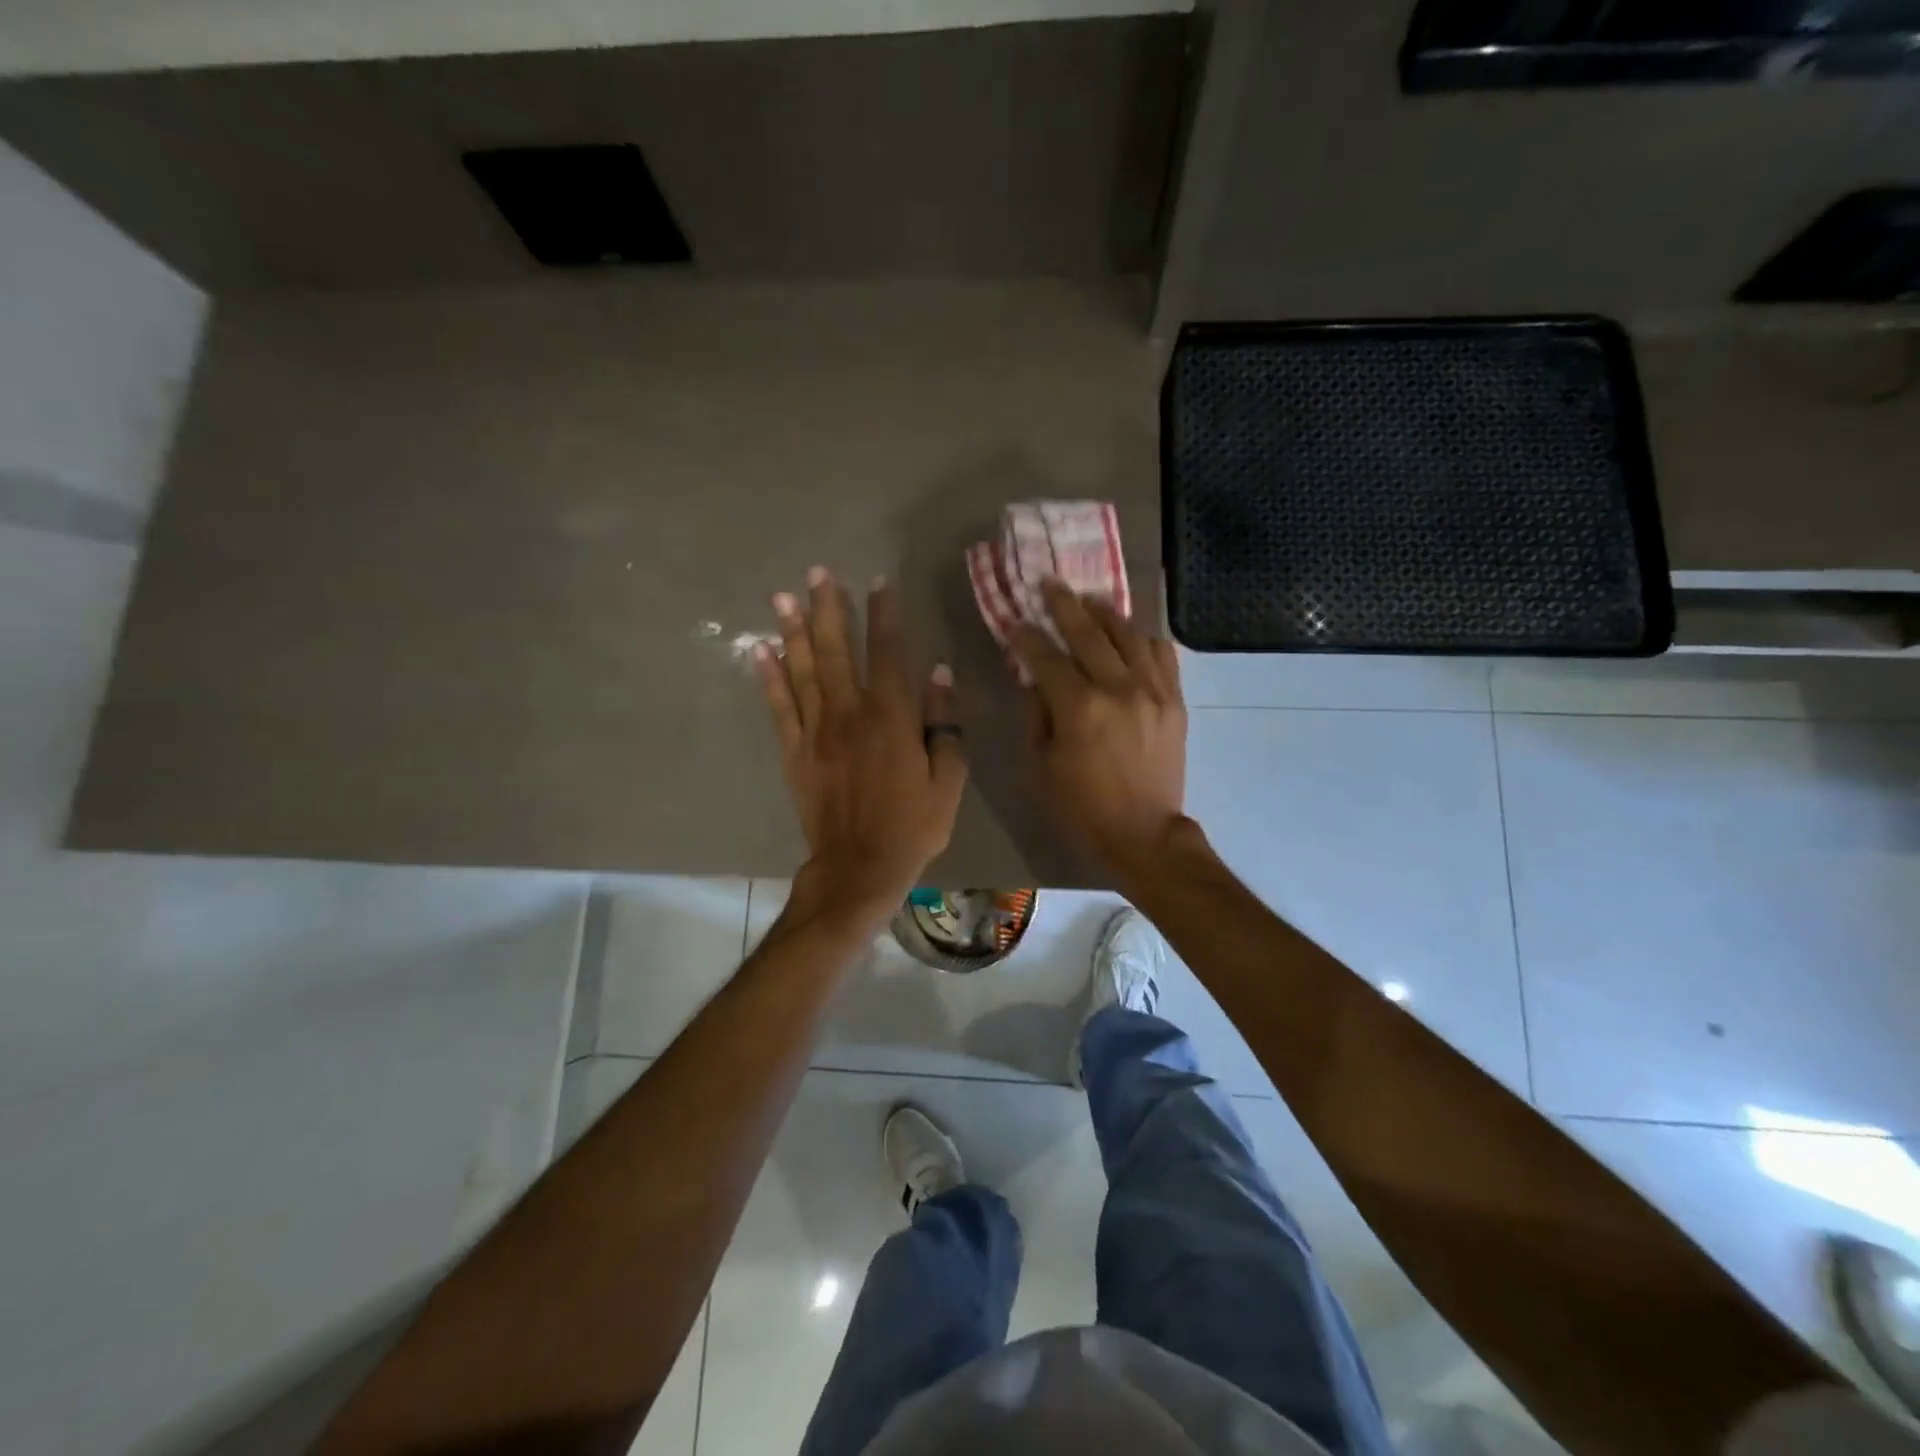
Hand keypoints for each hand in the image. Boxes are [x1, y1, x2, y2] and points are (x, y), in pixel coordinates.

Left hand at [756, 568, 967, 919]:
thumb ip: (943, 725)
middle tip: (817, 573)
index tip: (879, 582)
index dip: (884, 614)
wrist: (859, 867)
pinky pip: (779, 707)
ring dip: (793, 631)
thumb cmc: (912, 826)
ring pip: (803, 670)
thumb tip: (938, 675)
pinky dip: (769, 677)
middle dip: (828, 608)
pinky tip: (761, 651)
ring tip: (782, 597)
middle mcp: (850, 714)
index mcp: (891, 718)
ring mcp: (816, 732)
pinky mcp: (794, 752)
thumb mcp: (947, 780)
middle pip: (837, 650)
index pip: (888, 653)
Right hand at [1011, 578, 1188, 877]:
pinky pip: (1162, 654)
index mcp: (1079, 708)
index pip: (1046, 657)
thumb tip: (1036, 679)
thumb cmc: (1081, 807)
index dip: (1026, 636)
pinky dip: (1144, 637)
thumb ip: (1037, 715)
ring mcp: (1152, 691)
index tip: (1014, 622)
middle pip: (1088, 632)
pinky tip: (1131, 633)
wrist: (1143, 833)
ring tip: (1090, 600)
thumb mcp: (1041, 765)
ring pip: (1129, 634)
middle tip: (1050, 584)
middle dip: (1063, 604)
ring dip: (1106, 612)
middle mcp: (1118, 688)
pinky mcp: (1174, 700)